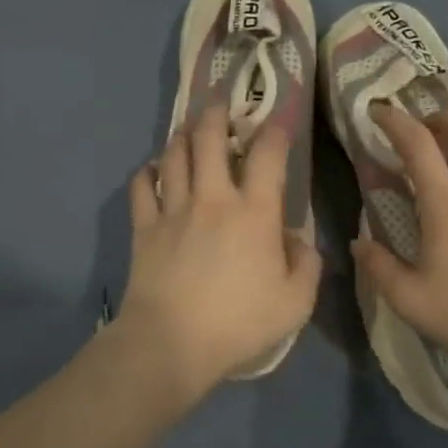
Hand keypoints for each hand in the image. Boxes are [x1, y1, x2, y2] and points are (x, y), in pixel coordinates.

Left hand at [117, 107, 320, 403]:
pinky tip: (152, 169)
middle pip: (210, 139)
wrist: (171, 342)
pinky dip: (146, 172)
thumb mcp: (295, 302)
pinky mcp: (144, 227)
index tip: (279, 118)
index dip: (276, 130)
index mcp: (254, 212)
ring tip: (188, 129)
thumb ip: (306, 265)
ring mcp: (173, 210)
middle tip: (221, 104)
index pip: (268, 155)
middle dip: (217, 114)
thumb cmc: (239, 323)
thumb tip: (298, 240)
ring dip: (182, 136)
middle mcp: (212, 198)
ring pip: (174, 155)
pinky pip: (141, 187)